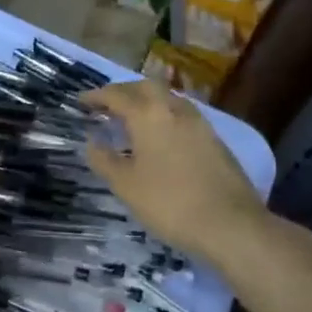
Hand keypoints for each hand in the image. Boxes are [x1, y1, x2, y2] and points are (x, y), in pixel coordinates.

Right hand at [83, 80, 268, 264]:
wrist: (230, 224)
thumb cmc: (169, 203)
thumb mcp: (125, 185)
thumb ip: (104, 160)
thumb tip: (92, 141)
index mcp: (148, 116)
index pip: (117, 95)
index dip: (96, 96)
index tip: (81, 101)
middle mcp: (174, 110)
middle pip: (146, 87)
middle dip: (124, 91)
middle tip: (108, 105)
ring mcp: (199, 123)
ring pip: (168, 99)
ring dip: (147, 101)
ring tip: (133, 119)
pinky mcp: (215, 139)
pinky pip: (182, 115)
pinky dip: (165, 116)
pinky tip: (161, 137)